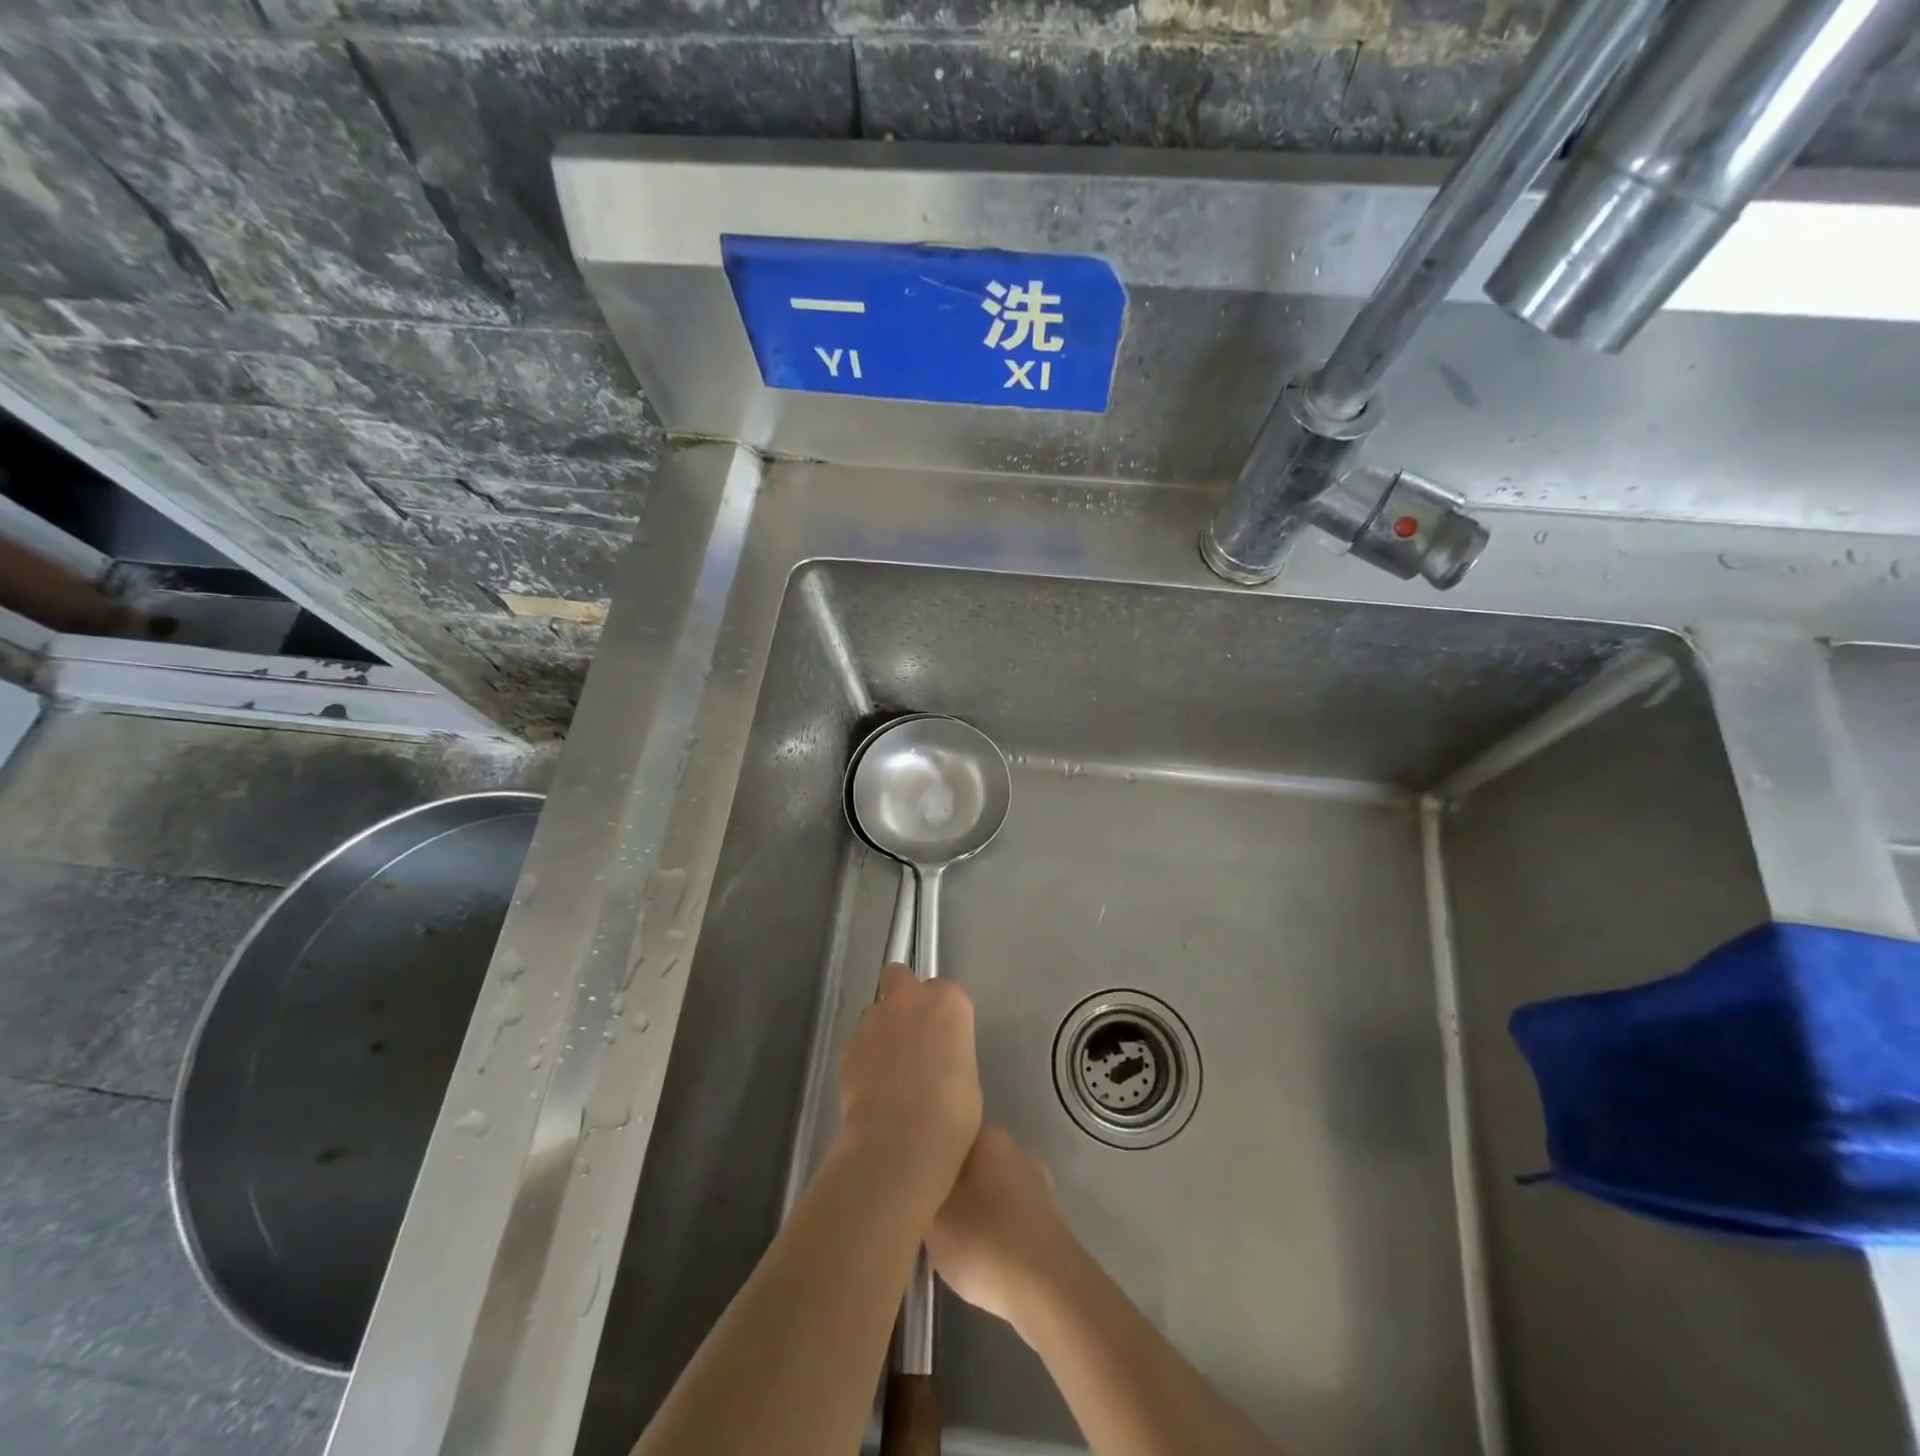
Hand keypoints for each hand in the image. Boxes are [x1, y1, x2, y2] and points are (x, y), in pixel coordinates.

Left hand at [837, 964, 982, 1191]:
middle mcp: (910, 998)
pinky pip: (859, 1042)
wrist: (902, 1133)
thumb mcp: (966, 1075)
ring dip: (881, 1029)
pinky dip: (864, 1056)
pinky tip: (871, 1086)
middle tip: (907, 1030)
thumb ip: (949, 1053)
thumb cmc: (952, 1109)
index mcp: (949, 1001)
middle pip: (900, 976)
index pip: (947, 991)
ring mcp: (875, 1016)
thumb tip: (936, 1064)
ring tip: (887, 1068)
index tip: (943, 1037)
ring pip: (876, 1011)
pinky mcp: (849, 1042)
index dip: (942, 1014)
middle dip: (901, 994)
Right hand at [927, 1126, 1084, 1332]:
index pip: (949, 1130)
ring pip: (992, 1187)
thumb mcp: (933, 1219)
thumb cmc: (985, 1242)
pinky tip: (982, 1255)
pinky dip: (995, 1228)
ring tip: (951, 1238)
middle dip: (951, 1180)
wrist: (1051, 1291)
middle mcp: (1015, 1149)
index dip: (928, 1152)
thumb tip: (914, 1178)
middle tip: (924, 1209)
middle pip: (971, 1160)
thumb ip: (919, 1193)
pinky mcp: (1050, 1219)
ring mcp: (1038, 1184)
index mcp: (988, 1136)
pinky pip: (1011, 1214)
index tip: (910, 1176)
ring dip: (974, 1206)